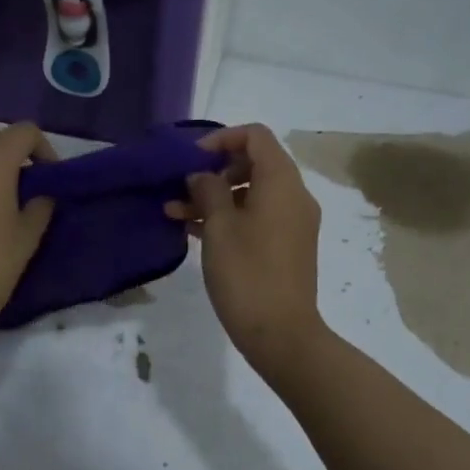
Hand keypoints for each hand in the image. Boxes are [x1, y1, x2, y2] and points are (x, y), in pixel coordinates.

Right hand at [168, 123, 324, 375]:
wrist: (280, 333)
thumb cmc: (247, 274)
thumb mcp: (219, 227)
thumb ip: (208, 191)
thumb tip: (202, 175)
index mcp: (282, 182)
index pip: (256, 136)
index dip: (221, 139)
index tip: (191, 160)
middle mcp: (294, 196)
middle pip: (255, 163)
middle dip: (214, 171)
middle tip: (183, 189)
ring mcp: (293, 223)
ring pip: (252, 193)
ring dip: (216, 197)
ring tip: (175, 212)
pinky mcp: (287, 247)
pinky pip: (258, 217)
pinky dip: (230, 217)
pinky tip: (194, 230)